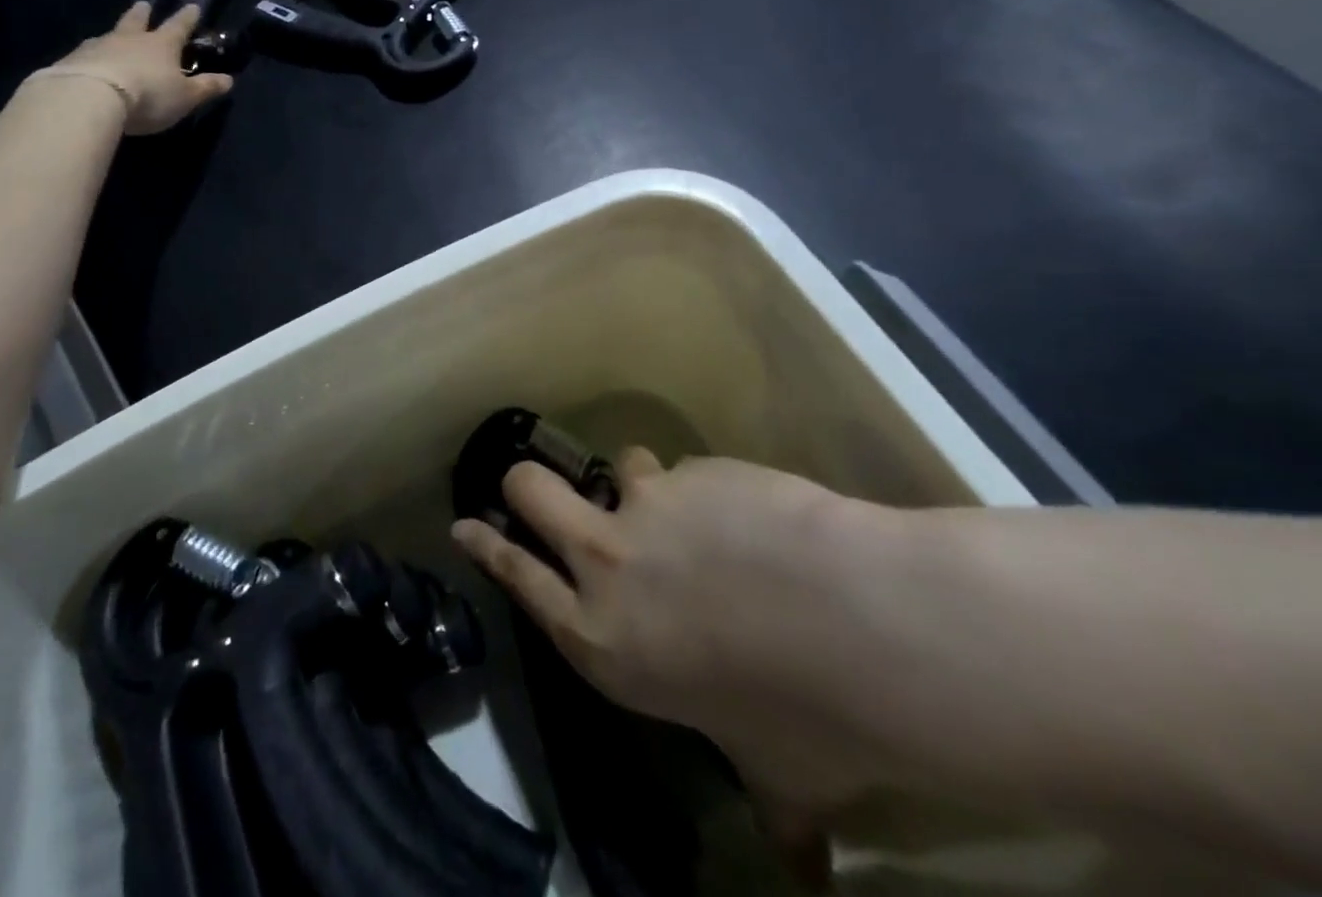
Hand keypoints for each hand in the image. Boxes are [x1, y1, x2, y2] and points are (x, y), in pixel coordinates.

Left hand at [37, 2, 232, 134]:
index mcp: (161, 45)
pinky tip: (86, 63)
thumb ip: (205, 88)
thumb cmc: (148, 96)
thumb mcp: (185, 97)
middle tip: (144, 5)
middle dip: (143, 14)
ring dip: (113, 35)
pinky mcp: (72, 61)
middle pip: (137, 21)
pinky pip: (85, 55)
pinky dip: (90, 57)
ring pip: (108, 36)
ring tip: (111, 36)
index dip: (188, 17)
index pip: (179, 26)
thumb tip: (229, 80)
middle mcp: (130, 39)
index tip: (193, 6)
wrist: (91, 97)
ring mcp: (98, 47)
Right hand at [452, 452, 893, 868]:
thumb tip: (802, 866)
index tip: (463, 524)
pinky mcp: (693, 471)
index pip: (518, 577)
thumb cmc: (804, 721)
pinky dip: (711, 491)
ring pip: (619, 465)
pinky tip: (759, 519)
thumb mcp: (775, 776)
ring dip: (644, 486)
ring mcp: (645, 504)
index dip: (485, 546)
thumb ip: (772, 807)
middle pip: (530, 491)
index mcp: (602, 638)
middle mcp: (606, 563)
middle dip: (523, 485)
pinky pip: (690, 472)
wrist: (859, 627)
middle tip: (535, 490)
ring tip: (689, 510)